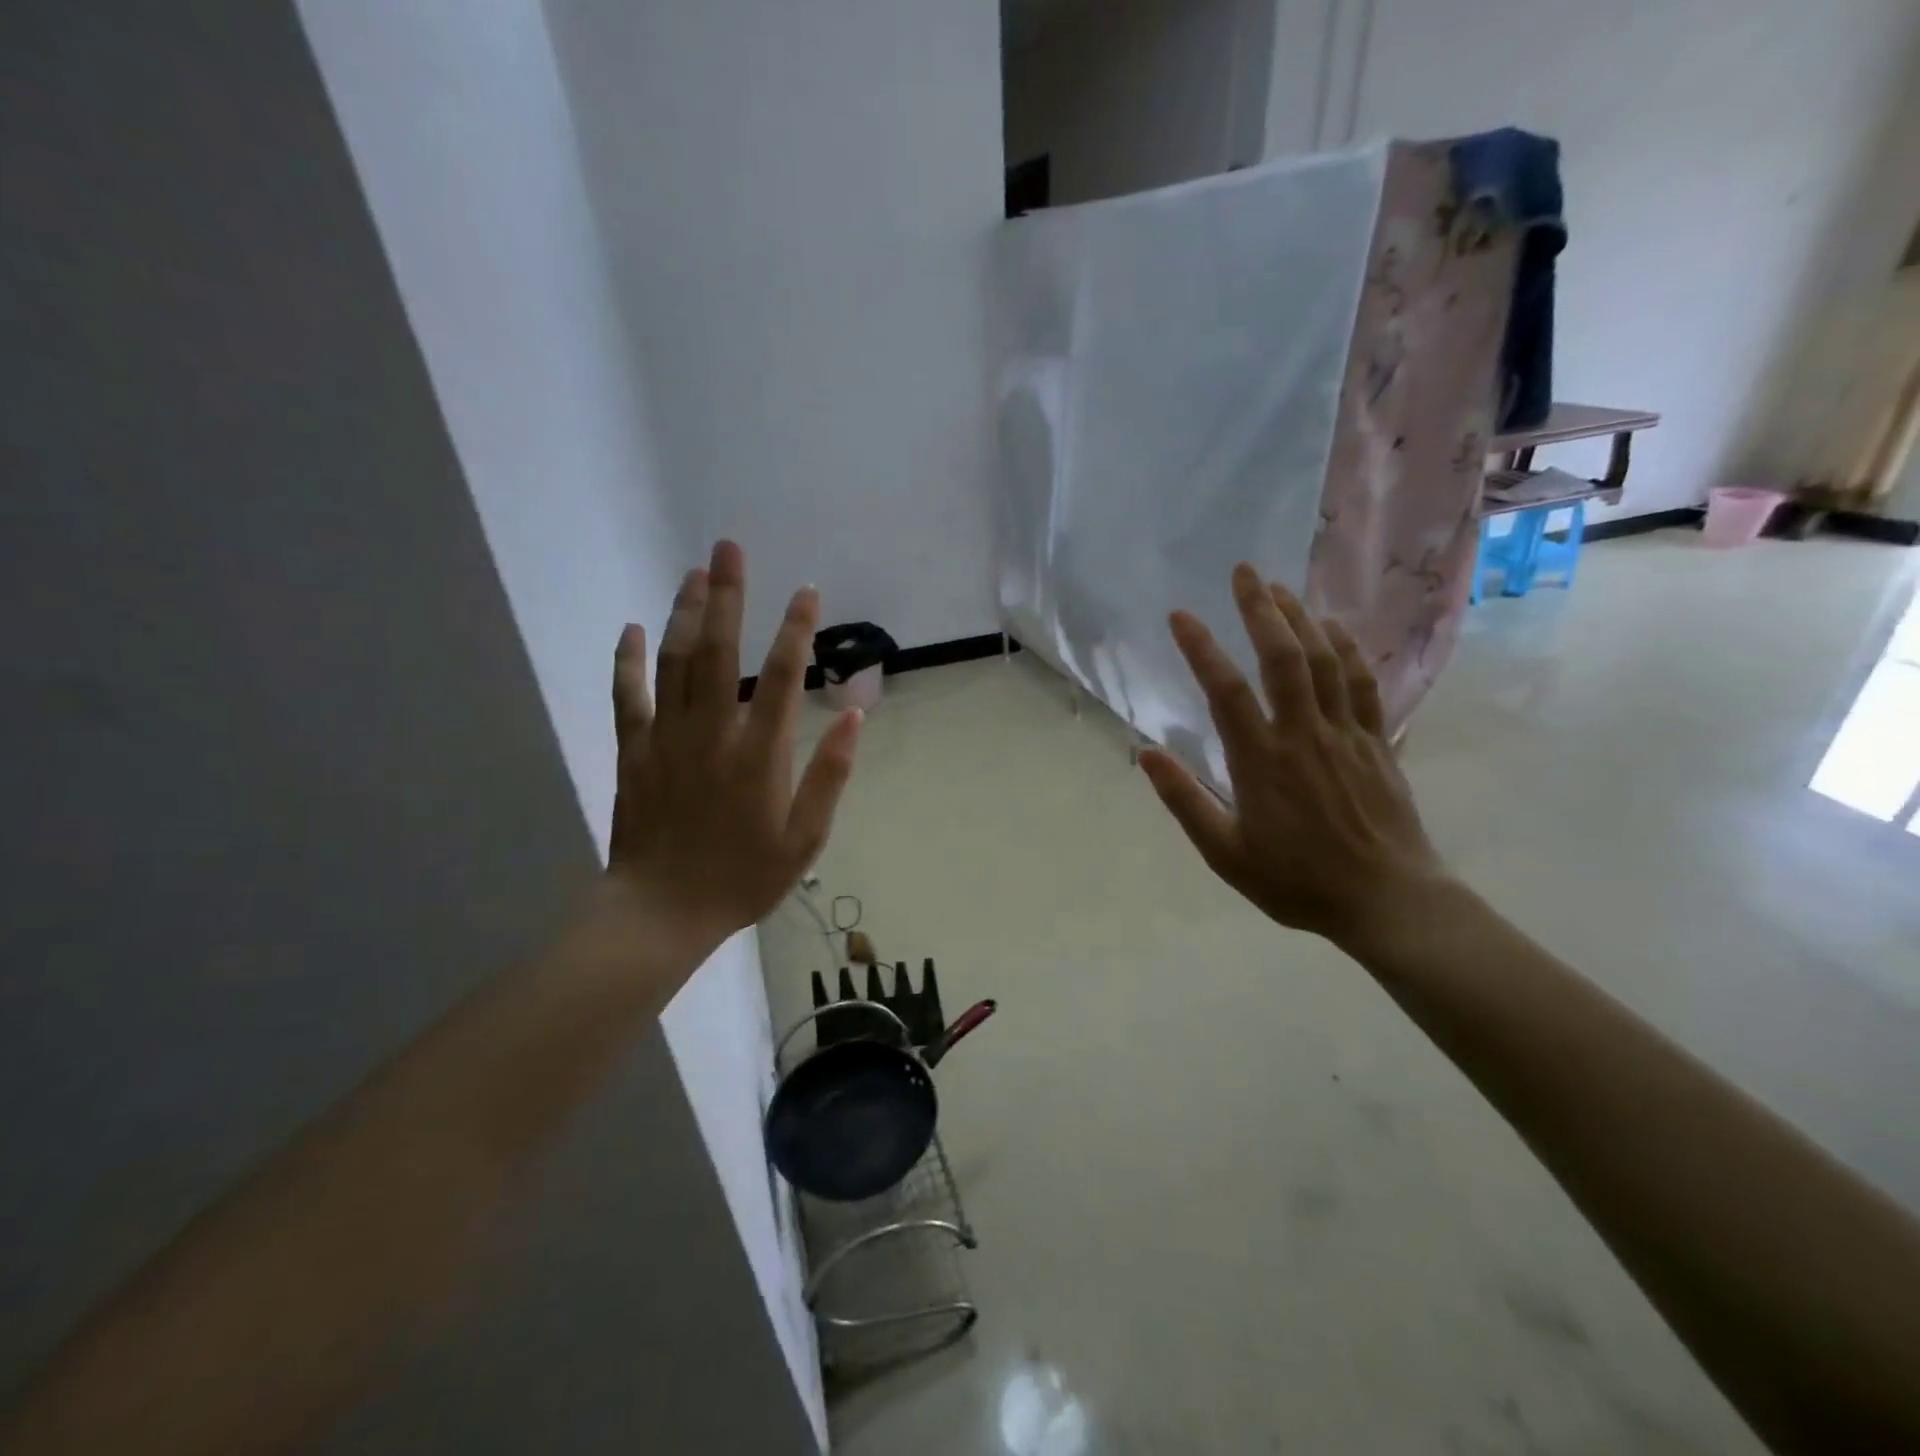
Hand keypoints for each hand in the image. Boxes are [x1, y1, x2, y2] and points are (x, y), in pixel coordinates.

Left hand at [607, 540, 861, 959]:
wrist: (662, 911)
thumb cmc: (743, 877)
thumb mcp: (804, 838)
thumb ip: (829, 775)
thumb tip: (855, 716)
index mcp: (759, 754)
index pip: (783, 676)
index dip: (797, 630)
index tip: (807, 591)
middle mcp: (713, 732)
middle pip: (720, 651)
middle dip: (729, 595)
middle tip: (729, 548)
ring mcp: (667, 738)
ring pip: (675, 662)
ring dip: (686, 613)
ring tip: (694, 572)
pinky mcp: (634, 750)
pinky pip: (628, 696)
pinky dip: (627, 660)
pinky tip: (631, 628)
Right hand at [1139, 564, 1445, 948]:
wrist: (1388, 900)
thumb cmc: (1297, 881)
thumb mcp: (1227, 853)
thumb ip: (1186, 801)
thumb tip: (1146, 754)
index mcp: (1262, 761)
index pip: (1225, 691)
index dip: (1201, 648)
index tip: (1180, 615)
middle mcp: (1304, 734)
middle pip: (1283, 657)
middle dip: (1261, 610)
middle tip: (1244, 572)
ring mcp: (1345, 733)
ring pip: (1323, 661)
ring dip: (1301, 618)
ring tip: (1280, 587)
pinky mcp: (1376, 741)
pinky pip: (1361, 683)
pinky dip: (1346, 649)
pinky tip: (1335, 629)